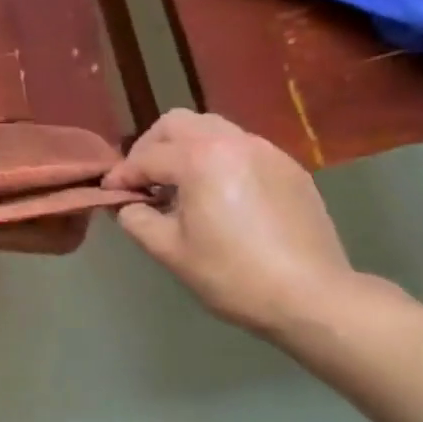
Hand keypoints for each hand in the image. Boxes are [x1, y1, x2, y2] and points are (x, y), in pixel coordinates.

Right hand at [105, 110, 356, 338]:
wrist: (313, 298)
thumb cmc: (233, 275)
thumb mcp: (170, 251)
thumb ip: (137, 219)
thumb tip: (127, 205)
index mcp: (200, 159)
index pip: (147, 157)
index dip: (122, 175)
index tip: (109, 192)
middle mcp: (233, 142)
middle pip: (178, 123)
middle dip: (151, 146)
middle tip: (143, 179)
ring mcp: (267, 152)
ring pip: (212, 129)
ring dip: (186, 148)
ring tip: (179, 185)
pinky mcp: (289, 169)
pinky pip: (241, 148)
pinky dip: (218, 159)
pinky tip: (218, 195)